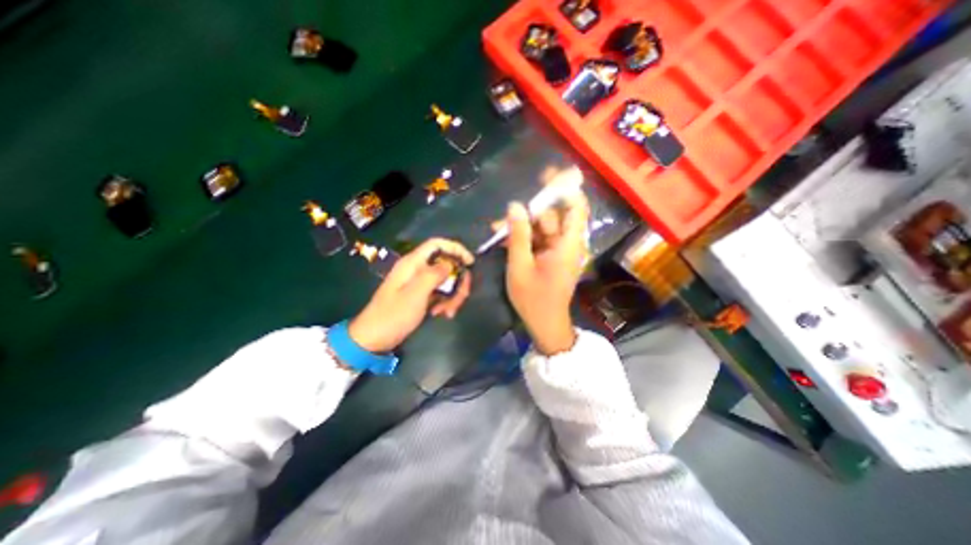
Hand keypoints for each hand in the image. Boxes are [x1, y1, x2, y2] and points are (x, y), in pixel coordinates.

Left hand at [348, 238, 474, 352]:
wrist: (374, 338)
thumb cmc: (393, 315)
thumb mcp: (416, 294)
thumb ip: (434, 275)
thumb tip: (451, 264)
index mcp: (413, 263)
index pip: (437, 244)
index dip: (456, 249)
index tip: (471, 263)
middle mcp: (418, 269)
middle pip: (447, 265)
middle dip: (458, 280)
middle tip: (463, 297)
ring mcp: (420, 283)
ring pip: (446, 281)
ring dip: (453, 295)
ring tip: (447, 312)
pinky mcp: (422, 295)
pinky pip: (441, 293)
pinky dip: (446, 302)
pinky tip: (441, 314)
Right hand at [506, 190, 587, 355]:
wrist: (545, 324)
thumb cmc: (533, 298)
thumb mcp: (520, 266)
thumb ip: (518, 235)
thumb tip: (515, 206)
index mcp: (567, 244)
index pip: (576, 207)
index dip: (565, 189)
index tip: (546, 177)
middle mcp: (568, 244)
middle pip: (554, 216)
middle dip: (530, 212)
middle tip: (506, 213)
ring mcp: (560, 251)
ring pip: (543, 228)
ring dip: (522, 226)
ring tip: (498, 228)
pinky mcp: (553, 258)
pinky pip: (540, 240)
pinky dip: (525, 238)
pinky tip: (506, 239)